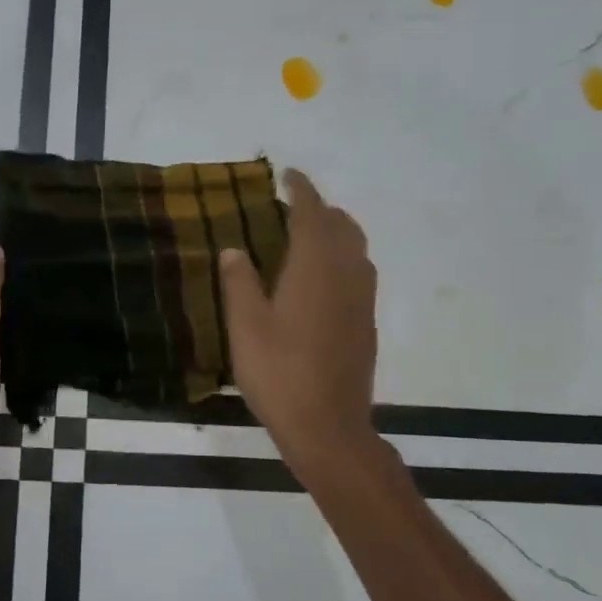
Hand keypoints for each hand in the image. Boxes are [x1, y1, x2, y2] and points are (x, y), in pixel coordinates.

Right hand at [219, 168, 378, 482]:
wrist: (328, 426)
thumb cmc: (279, 373)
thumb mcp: (246, 327)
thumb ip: (239, 282)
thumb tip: (234, 249)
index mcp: (315, 267)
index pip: (312, 213)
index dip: (301, 189)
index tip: (289, 174)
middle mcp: (347, 274)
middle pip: (342, 225)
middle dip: (320, 209)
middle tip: (292, 208)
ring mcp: (363, 300)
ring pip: (356, 249)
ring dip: (335, 232)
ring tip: (307, 238)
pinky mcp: (367, 323)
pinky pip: (360, 273)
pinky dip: (343, 259)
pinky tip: (322, 280)